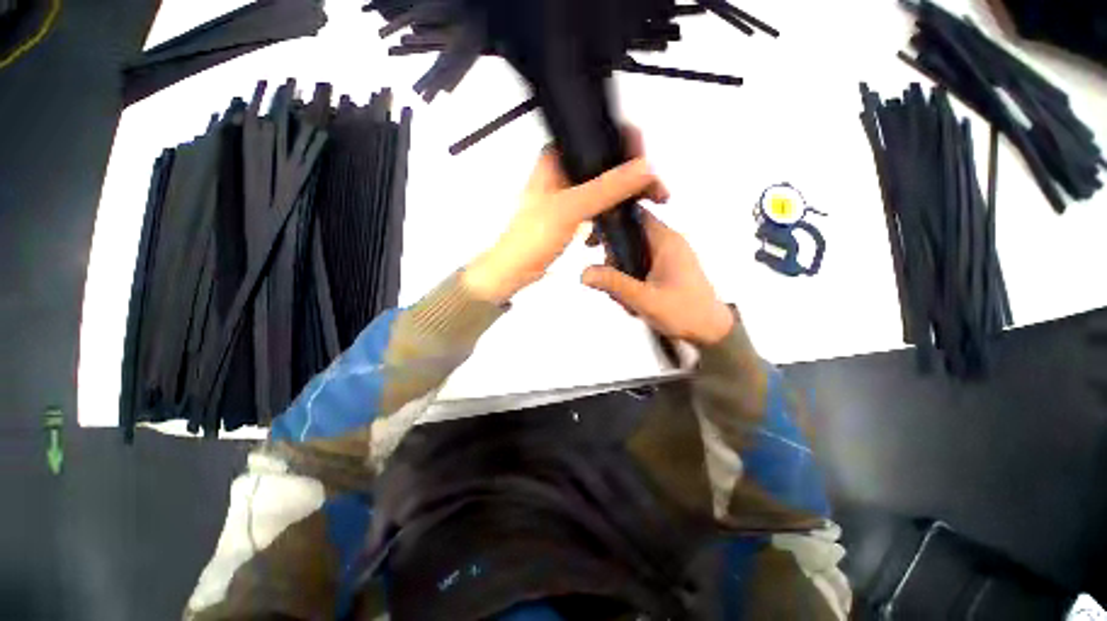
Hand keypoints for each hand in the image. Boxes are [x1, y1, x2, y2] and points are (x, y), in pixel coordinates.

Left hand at [463, 135, 667, 303]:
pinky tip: (626, 215)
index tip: (646, 159)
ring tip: (651, 200)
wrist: (516, 269)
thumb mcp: (570, 209)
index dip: (625, 143)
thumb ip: (606, 188)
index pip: (597, 136)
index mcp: (556, 159)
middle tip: (655, 187)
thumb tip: (645, 169)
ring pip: (605, 183)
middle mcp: (563, 171)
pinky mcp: (572, 213)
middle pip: (605, 161)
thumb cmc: (532, 238)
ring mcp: (568, 193)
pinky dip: (614, 208)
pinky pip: (600, 203)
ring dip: (626, 191)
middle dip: (632, 171)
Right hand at [582, 211, 734, 345]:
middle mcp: (667, 243)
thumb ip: (614, 283)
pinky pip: (640, 265)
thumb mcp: (645, 299)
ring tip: (624, 298)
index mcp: (666, 241)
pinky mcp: (667, 269)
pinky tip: (632, 299)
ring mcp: (668, 256)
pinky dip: (631, 279)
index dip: (611, 220)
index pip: (635, 214)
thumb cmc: (684, 312)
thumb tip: (584, 272)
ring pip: (632, 253)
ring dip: (622, 273)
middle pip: (629, 236)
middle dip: (613, 257)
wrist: (711, 331)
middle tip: (607, 278)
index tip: (593, 240)